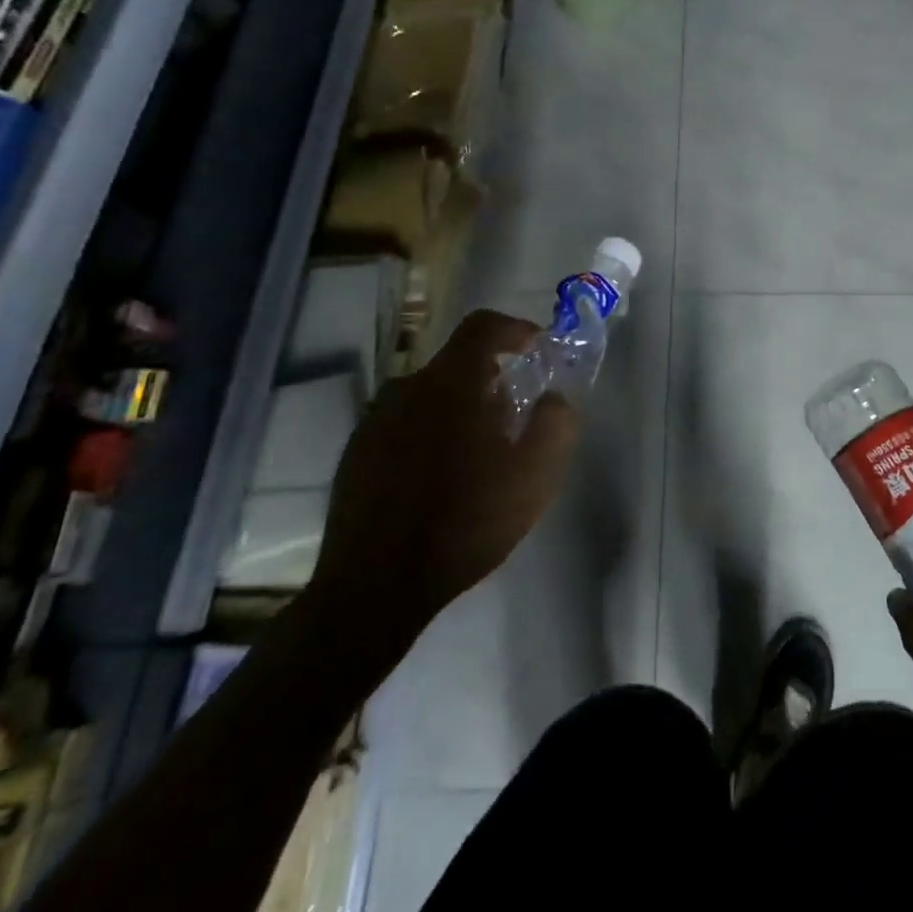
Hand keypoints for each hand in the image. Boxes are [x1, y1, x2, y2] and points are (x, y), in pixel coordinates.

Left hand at [307, 309, 577, 676]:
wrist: (375, 586)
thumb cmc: (465, 522)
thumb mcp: (535, 476)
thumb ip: (556, 423)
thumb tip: (555, 396)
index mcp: (451, 384)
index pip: (484, 325)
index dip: (516, 329)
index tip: (539, 350)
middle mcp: (407, 388)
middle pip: (458, 363)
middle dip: (494, 379)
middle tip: (516, 418)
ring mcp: (374, 421)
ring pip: (430, 395)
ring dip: (460, 408)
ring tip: (479, 453)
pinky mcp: (355, 452)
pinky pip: (404, 423)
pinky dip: (430, 432)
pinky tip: (440, 478)